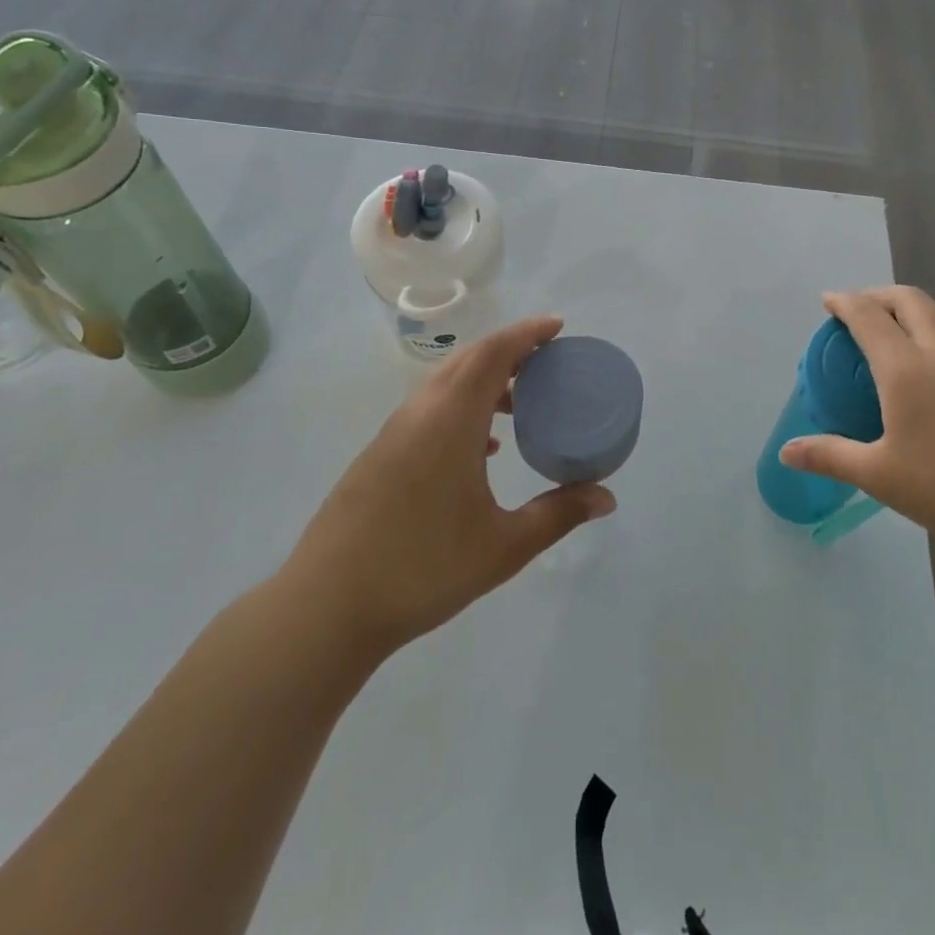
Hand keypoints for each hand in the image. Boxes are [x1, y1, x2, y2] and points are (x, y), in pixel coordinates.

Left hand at [282, 315, 616, 658]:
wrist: (326, 607)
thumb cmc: (422, 569)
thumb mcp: (503, 546)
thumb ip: (558, 514)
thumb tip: (607, 498)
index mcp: (450, 420)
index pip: (492, 354)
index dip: (527, 333)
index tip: (558, 327)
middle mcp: (419, 413)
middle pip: (467, 360)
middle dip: (509, 351)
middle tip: (548, 362)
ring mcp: (393, 434)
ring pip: (445, 384)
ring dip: (484, 380)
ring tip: (520, 404)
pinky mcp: (379, 456)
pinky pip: (429, 409)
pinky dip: (462, 406)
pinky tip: (481, 449)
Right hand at [779, 287, 934, 556]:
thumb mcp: (879, 475)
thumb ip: (831, 456)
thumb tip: (786, 452)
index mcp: (905, 369)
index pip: (869, 316)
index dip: (845, 301)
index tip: (828, 300)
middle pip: (911, 300)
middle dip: (881, 295)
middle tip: (862, 308)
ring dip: (922, 306)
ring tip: (907, 326)